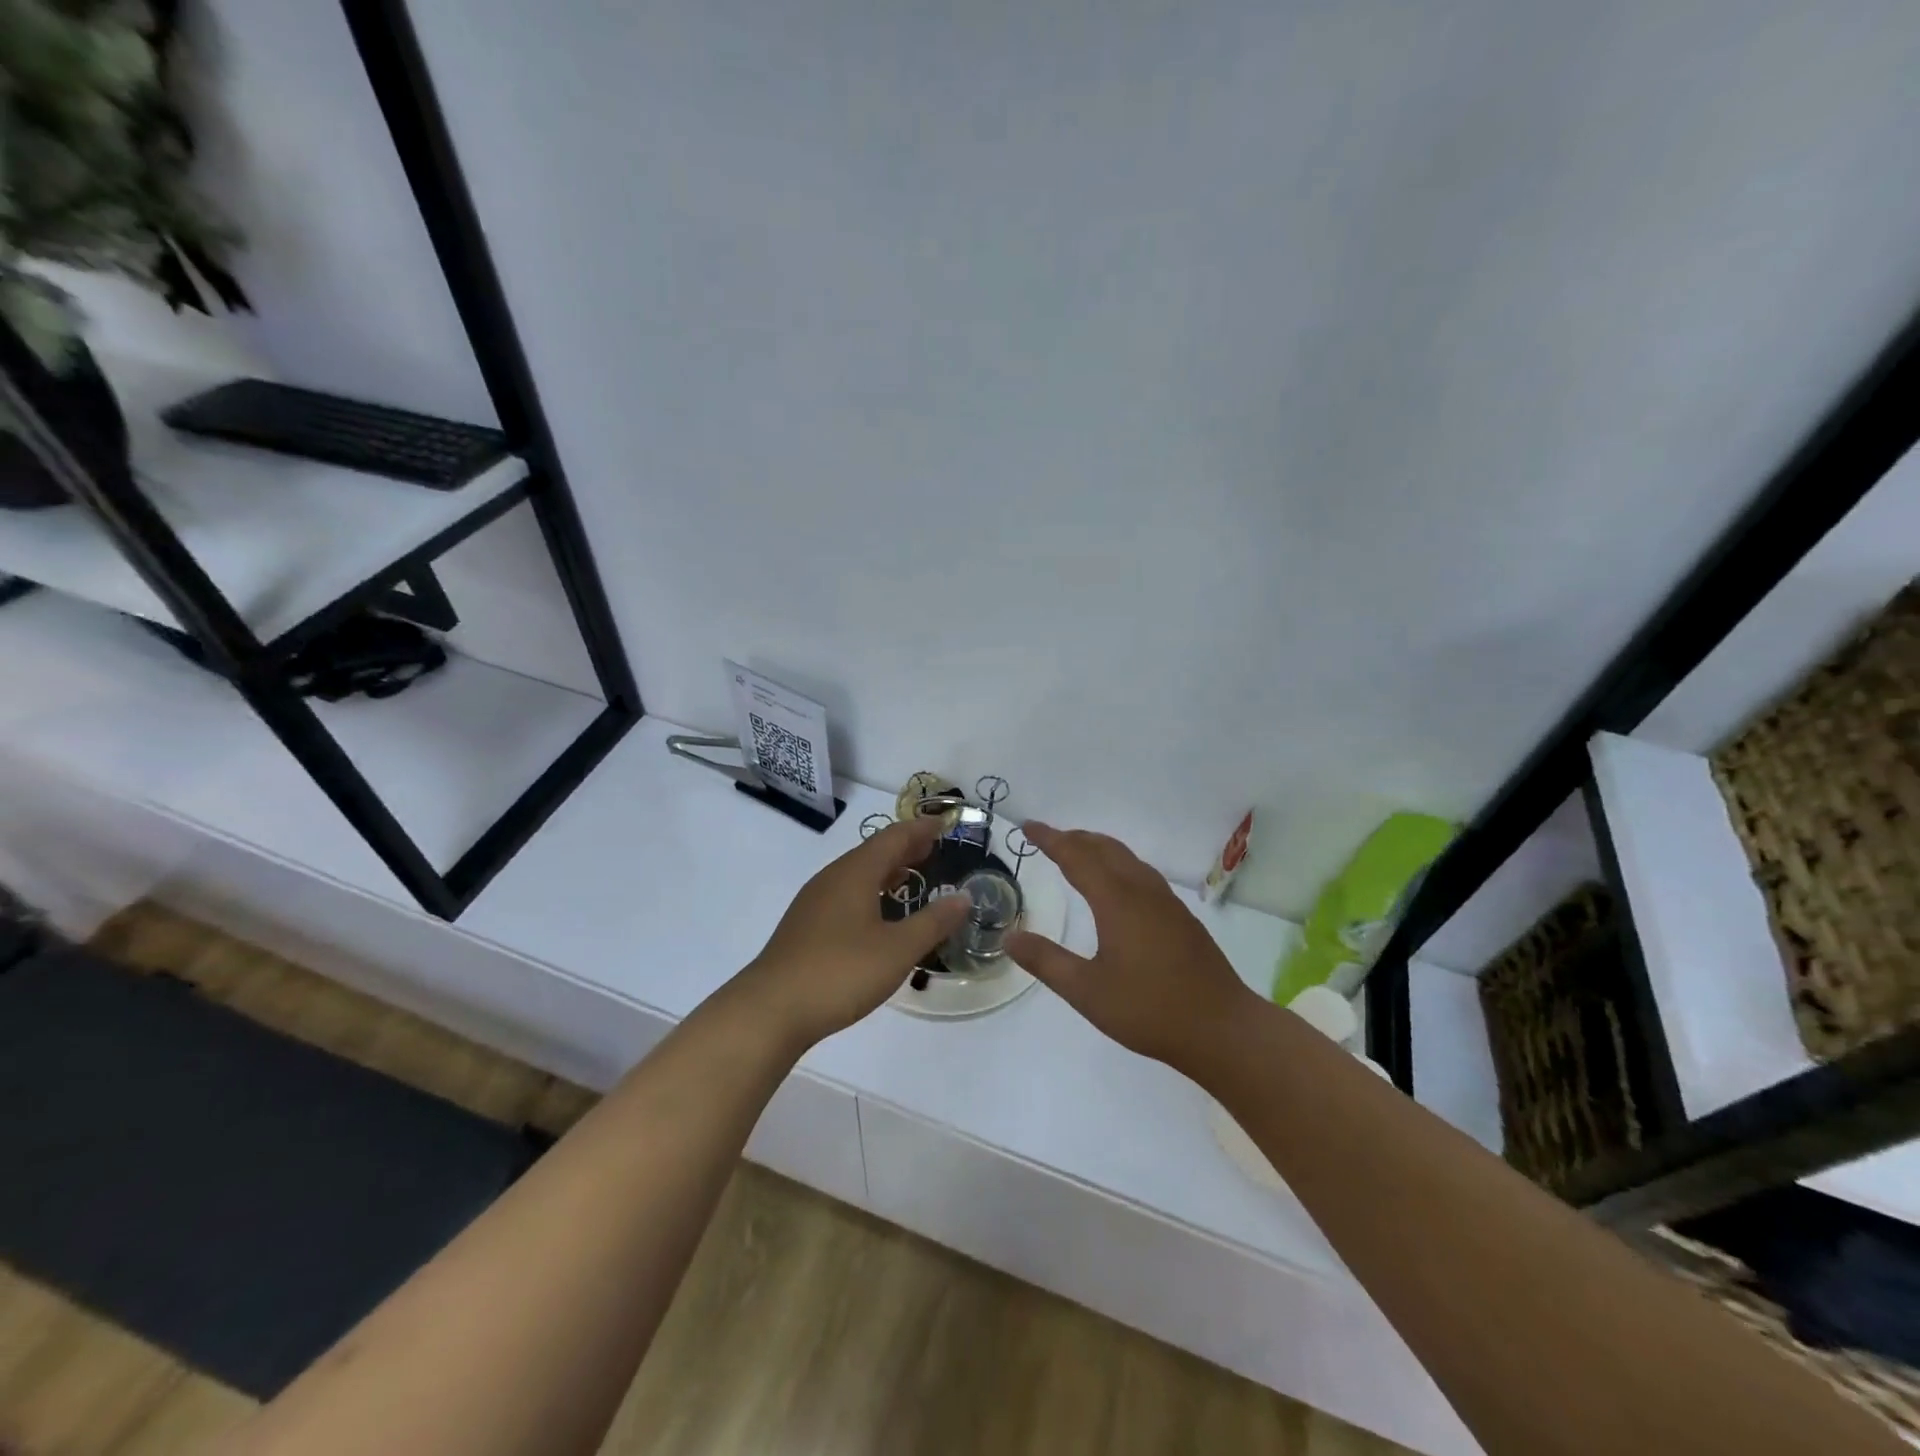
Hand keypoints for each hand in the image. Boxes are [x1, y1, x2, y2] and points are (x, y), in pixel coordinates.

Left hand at [741, 816, 970, 1048]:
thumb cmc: (840, 972)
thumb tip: (963, 897)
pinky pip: (846, 893)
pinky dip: (870, 891)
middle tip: (933, 848)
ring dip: (887, 870)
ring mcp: (815, 902)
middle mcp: (832, 878)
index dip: (920, 829)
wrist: (771, 1010)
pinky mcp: (806, 926)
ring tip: (913, 876)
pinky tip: (878, 913)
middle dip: (905, 847)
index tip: (944, 825)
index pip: (893, 837)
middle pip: (873, 852)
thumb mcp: (897, 950)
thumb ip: (933, 922)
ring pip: (857, 873)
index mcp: (855, 873)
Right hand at [1006, 822, 1259, 1070]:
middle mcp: (1142, 891)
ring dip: (1099, 849)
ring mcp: (1166, 902)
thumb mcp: (1087, 992)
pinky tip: (1118, 887)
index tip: (1028, 827)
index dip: (1050, 839)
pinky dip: (1118, 865)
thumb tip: (1010, 938)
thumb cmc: (1149, 1010)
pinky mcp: (1181, 917)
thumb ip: (1047, 961)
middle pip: (1105, 848)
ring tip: (1079, 854)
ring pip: (1128, 859)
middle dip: (1075, 838)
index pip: (1076, 856)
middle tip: (1048, 839)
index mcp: (1117, 901)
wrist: (1222, 1028)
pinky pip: (1142, 874)